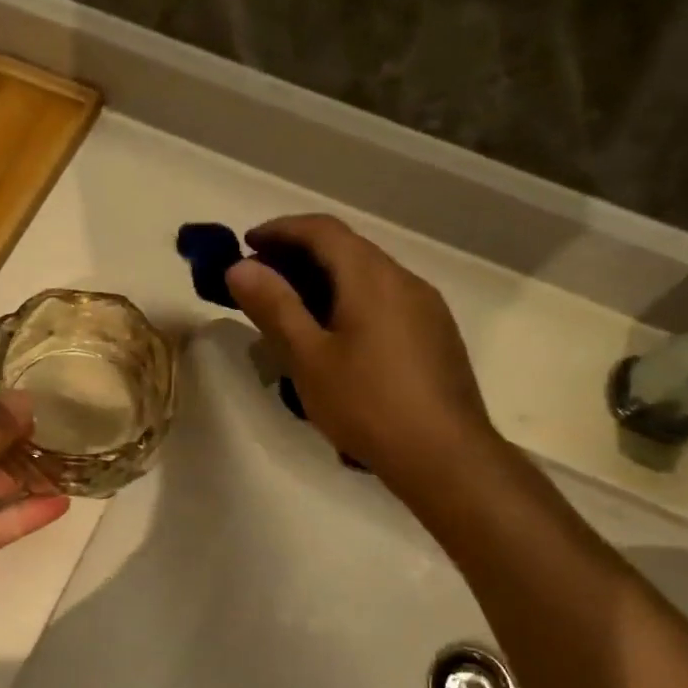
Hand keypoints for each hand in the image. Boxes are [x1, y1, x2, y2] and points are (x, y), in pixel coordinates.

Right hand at [226, 214, 496, 479]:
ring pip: (368, 276)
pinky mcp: (436, 336)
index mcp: (371, 277)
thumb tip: (241, 266)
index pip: (322, 229)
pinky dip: (351, 301)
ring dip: (326, 280)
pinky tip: (337, 339)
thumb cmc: (368, 404)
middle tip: (262, 280)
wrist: (446, 457)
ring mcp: (427, 307)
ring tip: (293, 311)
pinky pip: (386, 301)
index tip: (246, 243)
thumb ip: (275, 307)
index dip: (280, 229)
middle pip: (347, 249)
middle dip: (299, 255)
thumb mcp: (308, 358)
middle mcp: (404, 280)